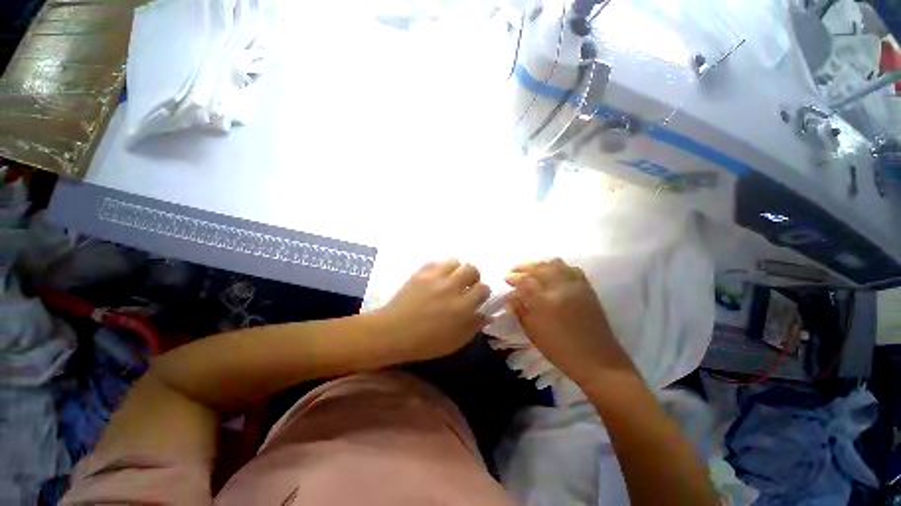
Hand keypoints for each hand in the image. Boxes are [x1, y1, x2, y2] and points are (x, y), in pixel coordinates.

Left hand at [378, 259, 490, 361]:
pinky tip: (436, 278)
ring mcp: (435, 278)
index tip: (477, 297)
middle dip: (473, 276)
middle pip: (471, 269)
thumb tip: (485, 313)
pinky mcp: (421, 273)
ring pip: (455, 261)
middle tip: (466, 285)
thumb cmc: (425, 342)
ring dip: (456, 269)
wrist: (394, 332)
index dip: (482, 292)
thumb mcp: (455, 341)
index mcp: (463, 307)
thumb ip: (473, 325)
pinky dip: (440, 268)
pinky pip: (436, 262)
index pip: (483, 289)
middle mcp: (452, 288)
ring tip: (451, 279)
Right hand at [505, 259, 636, 386]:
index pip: (524, 281)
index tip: (506, 278)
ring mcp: (575, 285)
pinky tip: (553, 271)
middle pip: (538, 268)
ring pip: (555, 264)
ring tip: (532, 269)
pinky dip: (559, 266)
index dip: (514, 277)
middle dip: (524, 267)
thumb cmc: (559, 349)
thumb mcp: (532, 331)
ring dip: (540, 264)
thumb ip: (520, 309)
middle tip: (514, 270)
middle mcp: (559, 288)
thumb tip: (510, 294)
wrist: (596, 359)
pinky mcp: (587, 287)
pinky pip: (571, 268)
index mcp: (543, 301)